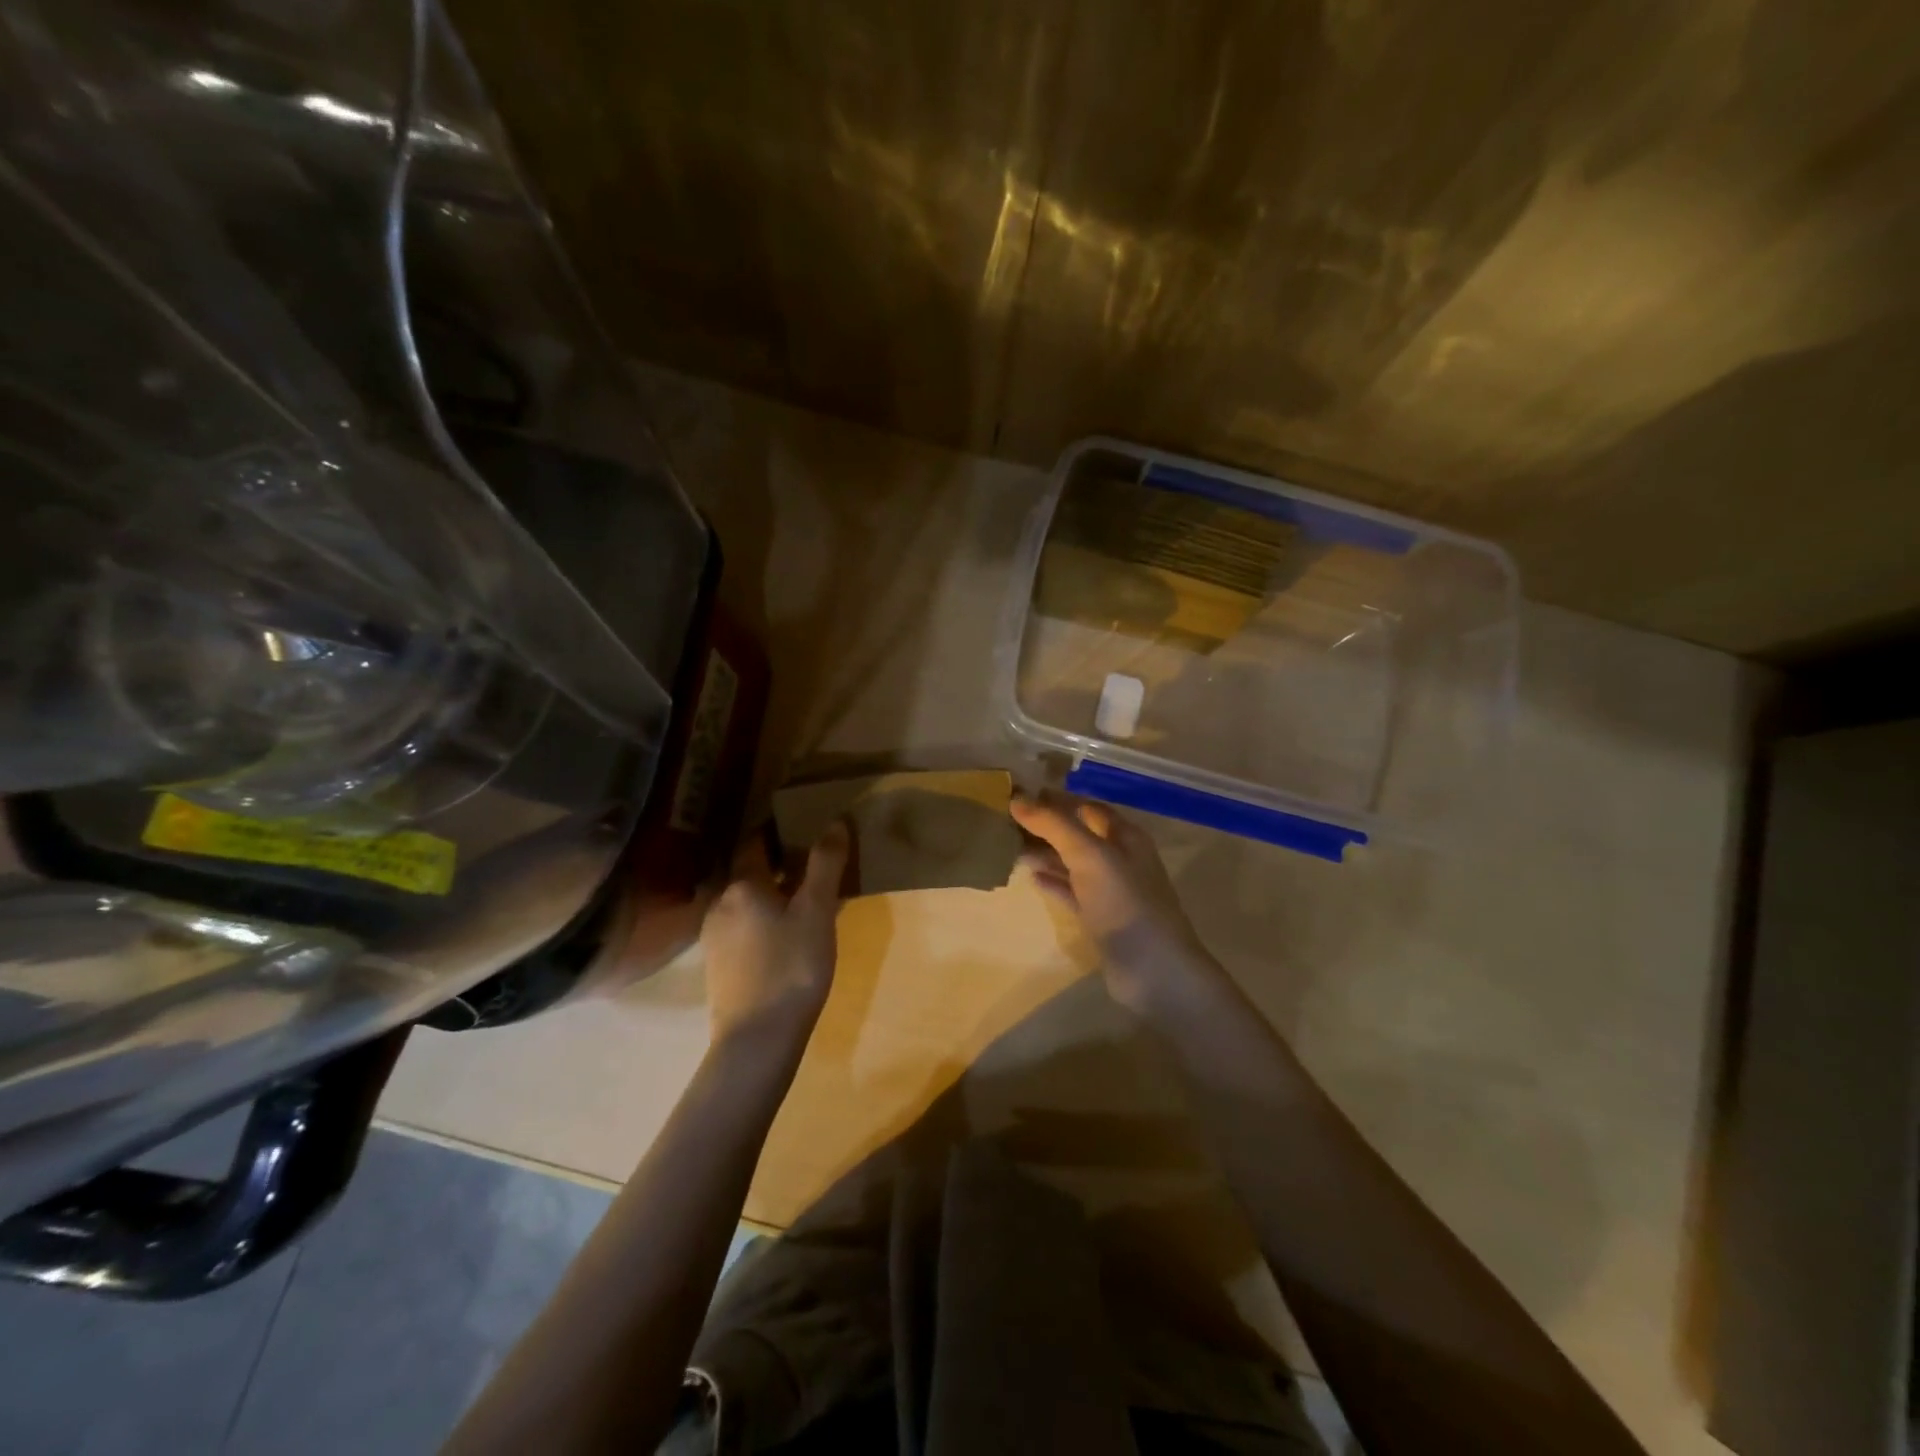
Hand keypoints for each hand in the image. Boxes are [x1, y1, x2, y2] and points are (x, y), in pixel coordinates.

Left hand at [700, 823, 848, 1050]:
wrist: (758, 1039)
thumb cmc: (791, 967)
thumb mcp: (817, 911)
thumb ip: (825, 865)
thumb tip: (834, 822)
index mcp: (741, 885)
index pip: (755, 843)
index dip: (778, 832)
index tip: (802, 827)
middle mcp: (720, 904)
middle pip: (749, 873)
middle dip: (777, 866)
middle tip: (811, 867)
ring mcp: (714, 937)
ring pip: (745, 903)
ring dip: (770, 896)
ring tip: (802, 903)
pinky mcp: (718, 966)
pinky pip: (742, 928)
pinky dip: (762, 921)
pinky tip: (784, 938)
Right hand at [1011, 791, 1228, 1015]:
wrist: (1154, 970)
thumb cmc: (1125, 902)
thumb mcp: (1090, 855)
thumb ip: (1054, 825)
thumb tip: (1017, 798)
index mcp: (1124, 836)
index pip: (1085, 806)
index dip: (1055, 799)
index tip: (1018, 794)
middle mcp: (1119, 858)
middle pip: (1078, 833)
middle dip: (1046, 826)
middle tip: (1005, 820)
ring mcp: (1110, 891)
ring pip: (1072, 863)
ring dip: (1044, 853)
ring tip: (1009, 846)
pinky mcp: (1100, 918)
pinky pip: (1071, 892)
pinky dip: (1052, 882)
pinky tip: (1029, 877)